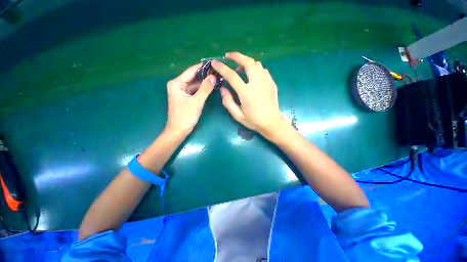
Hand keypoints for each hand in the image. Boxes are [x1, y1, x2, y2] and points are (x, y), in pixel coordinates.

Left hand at [166, 64, 215, 133]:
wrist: (179, 130)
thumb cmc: (186, 116)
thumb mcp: (197, 102)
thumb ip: (205, 89)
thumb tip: (214, 76)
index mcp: (177, 83)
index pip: (191, 71)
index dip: (202, 67)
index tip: (214, 63)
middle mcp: (178, 85)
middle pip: (193, 77)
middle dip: (205, 75)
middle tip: (218, 72)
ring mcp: (182, 91)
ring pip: (195, 84)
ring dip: (205, 82)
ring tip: (217, 78)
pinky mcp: (186, 97)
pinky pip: (195, 90)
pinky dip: (202, 89)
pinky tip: (211, 87)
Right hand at [211, 52, 287, 138]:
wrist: (272, 122)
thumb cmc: (254, 120)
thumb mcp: (237, 115)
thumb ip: (228, 102)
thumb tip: (223, 89)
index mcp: (246, 92)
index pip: (231, 75)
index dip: (222, 67)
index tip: (215, 62)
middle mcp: (257, 83)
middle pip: (247, 62)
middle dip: (236, 56)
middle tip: (228, 56)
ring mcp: (266, 82)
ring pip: (256, 64)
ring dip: (246, 62)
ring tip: (240, 68)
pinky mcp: (272, 83)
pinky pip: (263, 70)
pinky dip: (255, 69)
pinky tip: (252, 76)